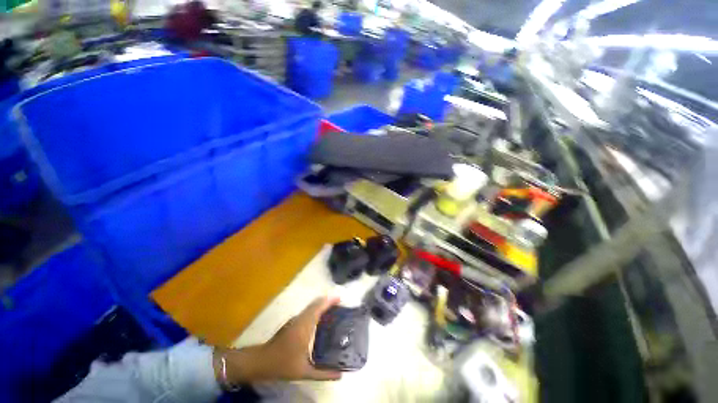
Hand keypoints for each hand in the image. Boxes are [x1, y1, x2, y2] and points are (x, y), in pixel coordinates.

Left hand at [215, 296, 341, 385]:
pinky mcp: (292, 322)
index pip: (319, 307)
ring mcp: (295, 319)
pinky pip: (307, 311)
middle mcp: (300, 319)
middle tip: (340, 305)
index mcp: (305, 326)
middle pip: (316, 304)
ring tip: (333, 310)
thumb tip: (340, 375)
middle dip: (328, 301)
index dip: (330, 301)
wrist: (261, 361)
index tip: (340, 298)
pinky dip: (316, 310)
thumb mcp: (304, 372)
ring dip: (321, 305)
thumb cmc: (283, 364)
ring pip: (311, 307)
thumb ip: (323, 374)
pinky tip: (320, 319)